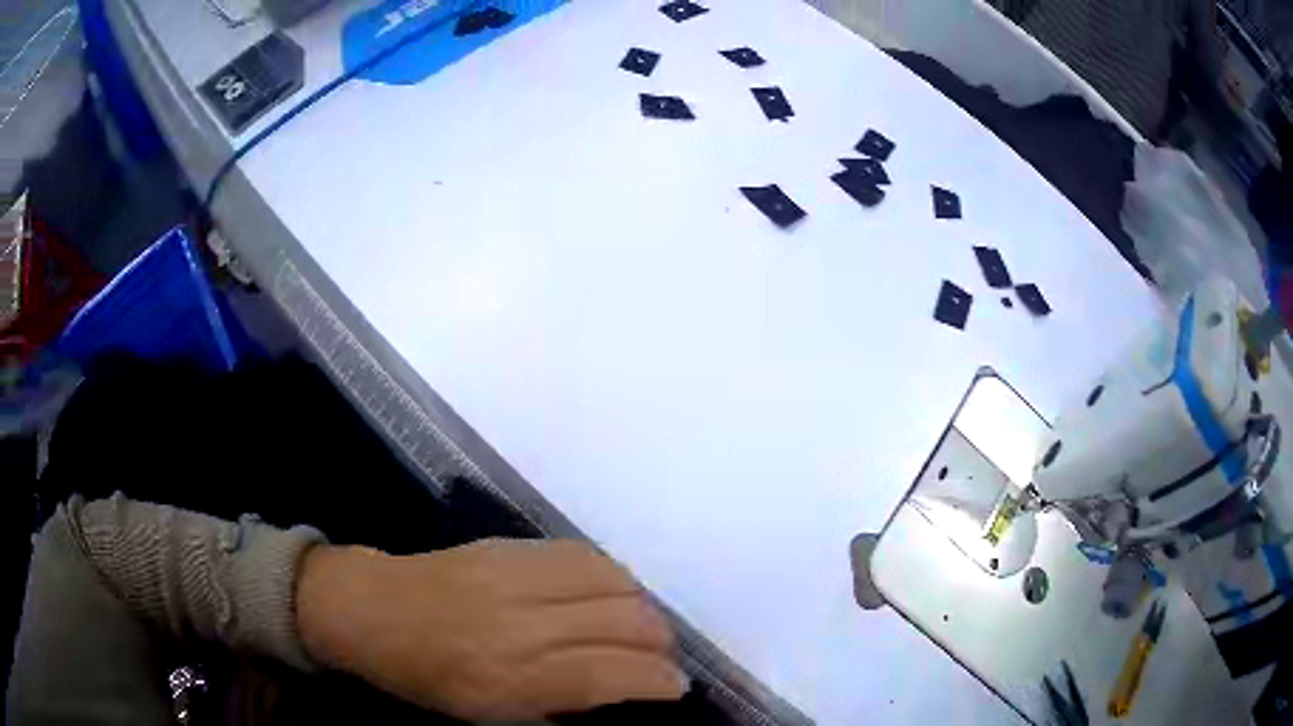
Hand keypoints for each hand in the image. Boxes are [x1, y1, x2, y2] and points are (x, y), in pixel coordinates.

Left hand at [295, 539, 684, 720]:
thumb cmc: (425, 678)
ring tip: (639, 626)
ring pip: (613, 580)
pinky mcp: (507, 544)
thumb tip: (617, 689)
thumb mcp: (488, 714)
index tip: (674, 688)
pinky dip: (611, 577)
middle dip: (661, 643)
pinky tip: (609, 594)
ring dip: (642, 606)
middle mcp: (519, 622)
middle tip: (659, 659)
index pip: (611, 674)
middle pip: (624, 620)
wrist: (370, 610)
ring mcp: (513, 574)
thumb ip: (558, 703)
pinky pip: (582, 554)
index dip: (659, 681)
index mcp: (508, 677)